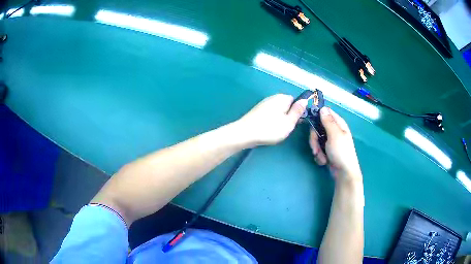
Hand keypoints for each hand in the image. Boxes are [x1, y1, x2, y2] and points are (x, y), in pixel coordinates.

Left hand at [234, 94, 307, 146]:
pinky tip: (269, 128)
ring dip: (280, 119)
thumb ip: (298, 111)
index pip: (296, 100)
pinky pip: (270, 113)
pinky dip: (272, 120)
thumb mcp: (289, 122)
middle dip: (289, 115)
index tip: (297, 122)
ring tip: (277, 130)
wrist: (245, 133)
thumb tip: (305, 100)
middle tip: (286, 128)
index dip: (298, 111)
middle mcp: (273, 97)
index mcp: (282, 98)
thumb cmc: (270, 129)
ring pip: (278, 110)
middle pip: (287, 105)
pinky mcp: (257, 110)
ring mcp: (264, 103)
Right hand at [309, 107, 361, 181]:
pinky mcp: (327, 151)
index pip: (326, 113)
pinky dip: (319, 155)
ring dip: (316, 149)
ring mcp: (330, 141)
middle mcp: (334, 131)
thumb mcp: (334, 135)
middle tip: (316, 148)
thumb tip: (322, 108)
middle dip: (315, 139)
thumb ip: (328, 121)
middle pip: (317, 127)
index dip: (317, 116)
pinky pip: (318, 148)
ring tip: (322, 157)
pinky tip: (324, 161)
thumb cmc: (341, 152)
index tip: (310, 122)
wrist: (343, 173)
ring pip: (316, 139)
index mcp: (338, 124)